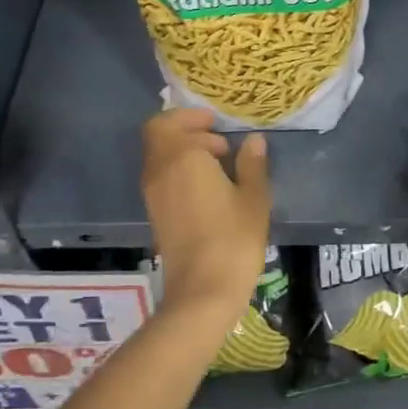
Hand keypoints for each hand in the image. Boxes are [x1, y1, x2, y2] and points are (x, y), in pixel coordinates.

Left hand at [141, 109, 270, 320]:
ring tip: (219, 164)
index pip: (170, 122)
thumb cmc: (233, 238)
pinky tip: (209, 187)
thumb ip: (252, 164)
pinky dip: (180, 171)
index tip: (219, 124)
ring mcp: (153, 194)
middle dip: (185, 130)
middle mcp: (159, 170)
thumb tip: (253, 140)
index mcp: (182, 157)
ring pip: (159, 157)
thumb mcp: (253, 198)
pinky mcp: (156, 214)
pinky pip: (162, 178)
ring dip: (183, 151)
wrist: (203, 290)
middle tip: (218, 140)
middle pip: (158, 136)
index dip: (192, 118)